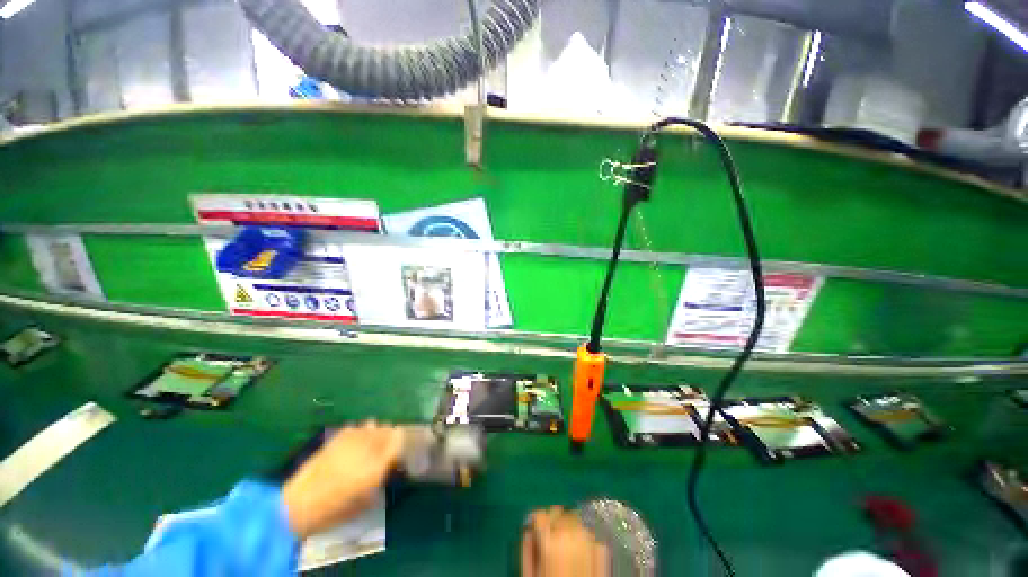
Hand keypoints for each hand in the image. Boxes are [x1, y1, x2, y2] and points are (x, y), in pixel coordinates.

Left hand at [282, 422, 403, 538]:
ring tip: (372, 444)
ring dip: (376, 433)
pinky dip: (361, 433)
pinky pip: (358, 427)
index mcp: (379, 461)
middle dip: (391, 437)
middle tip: (388, 449)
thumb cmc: (337, 508)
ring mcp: (354, 437)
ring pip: (374, 425)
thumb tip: (388, 467)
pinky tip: (356, 443)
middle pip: (389, 429)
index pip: (401, 440)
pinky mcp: (339, 436)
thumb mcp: (367, 500)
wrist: (301, 503)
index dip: (404, 443)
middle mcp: (370, 444)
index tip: (402, 450)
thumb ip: (382, 478)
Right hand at [521, 507, 609, 576]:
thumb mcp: (531, 573)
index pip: (540, 514)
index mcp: (549, 539)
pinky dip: (583, 536)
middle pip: (558, 511)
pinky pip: (588, 532)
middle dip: (554, 520)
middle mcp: (569, 533)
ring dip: (569, 525)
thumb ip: (527, 548)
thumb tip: (528, 529)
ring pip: (574, 517)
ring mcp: (588, 539)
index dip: (537, 521)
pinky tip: (580, 550)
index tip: (537, 528)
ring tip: (567, 543)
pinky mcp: (601, 547)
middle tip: (551, 536)